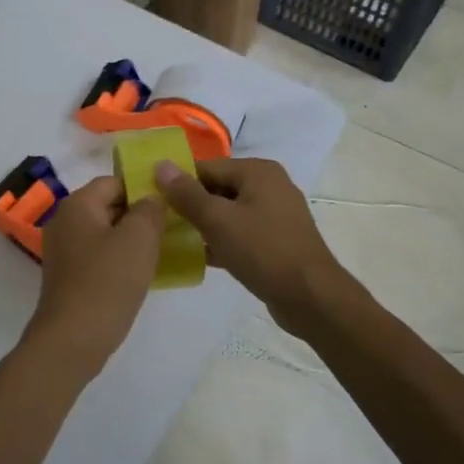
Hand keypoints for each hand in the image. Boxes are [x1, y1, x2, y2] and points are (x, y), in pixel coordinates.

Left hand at [23, 177, 166, 380]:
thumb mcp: (138, 240)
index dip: (143, 189)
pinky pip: (98, 255)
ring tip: (161, 251)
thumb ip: (150, 210)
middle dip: (139, 214)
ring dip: (131, 239)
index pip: (114, 182)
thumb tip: (152, 199)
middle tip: (171, 228)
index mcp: (77, 204)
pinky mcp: (67, 275)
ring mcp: (63, 250)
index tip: (171, 205)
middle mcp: (64, 221)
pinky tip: (140, 274)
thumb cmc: (107, 282)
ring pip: (104, 233)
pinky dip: (118, 259)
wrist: (72, 339)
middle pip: (108, 206)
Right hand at [154, 157, 352, 339]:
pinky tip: (198, 256)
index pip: (206, 167)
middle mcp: (269, 185)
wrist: (311, 298)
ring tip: (173, 240)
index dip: (178, 182)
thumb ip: (186, 193)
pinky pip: (240, 232)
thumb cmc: (262, 250)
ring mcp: (275, 214)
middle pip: (217, 188)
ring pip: (228, 212)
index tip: (153, 201)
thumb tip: (160, 165)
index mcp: (257, 171)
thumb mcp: (217, 220)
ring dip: (203, 225)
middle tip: (160, 223)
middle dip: (190, 205)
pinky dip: (221, 240)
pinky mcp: (276, 240)